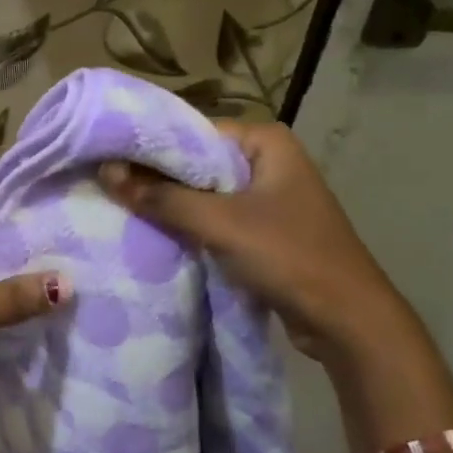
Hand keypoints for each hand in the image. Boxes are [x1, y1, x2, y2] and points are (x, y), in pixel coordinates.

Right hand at [98, 121, 410, 363]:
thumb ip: (161, 197)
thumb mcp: (220, 223)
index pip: (193, 131)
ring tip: (119, 205)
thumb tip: (106, 172)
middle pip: (196, 162)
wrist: (346, 320)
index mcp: (266, 142)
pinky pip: (215, 217)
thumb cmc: (288, 256)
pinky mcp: (263, 229)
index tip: (106, 158)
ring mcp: (267, 196)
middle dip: (156, 177)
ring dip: (170, 204)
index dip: (150, 146)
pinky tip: (154, 232)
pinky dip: (189, 224)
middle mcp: (267, 160)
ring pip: (204, 192)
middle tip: (106, 184)